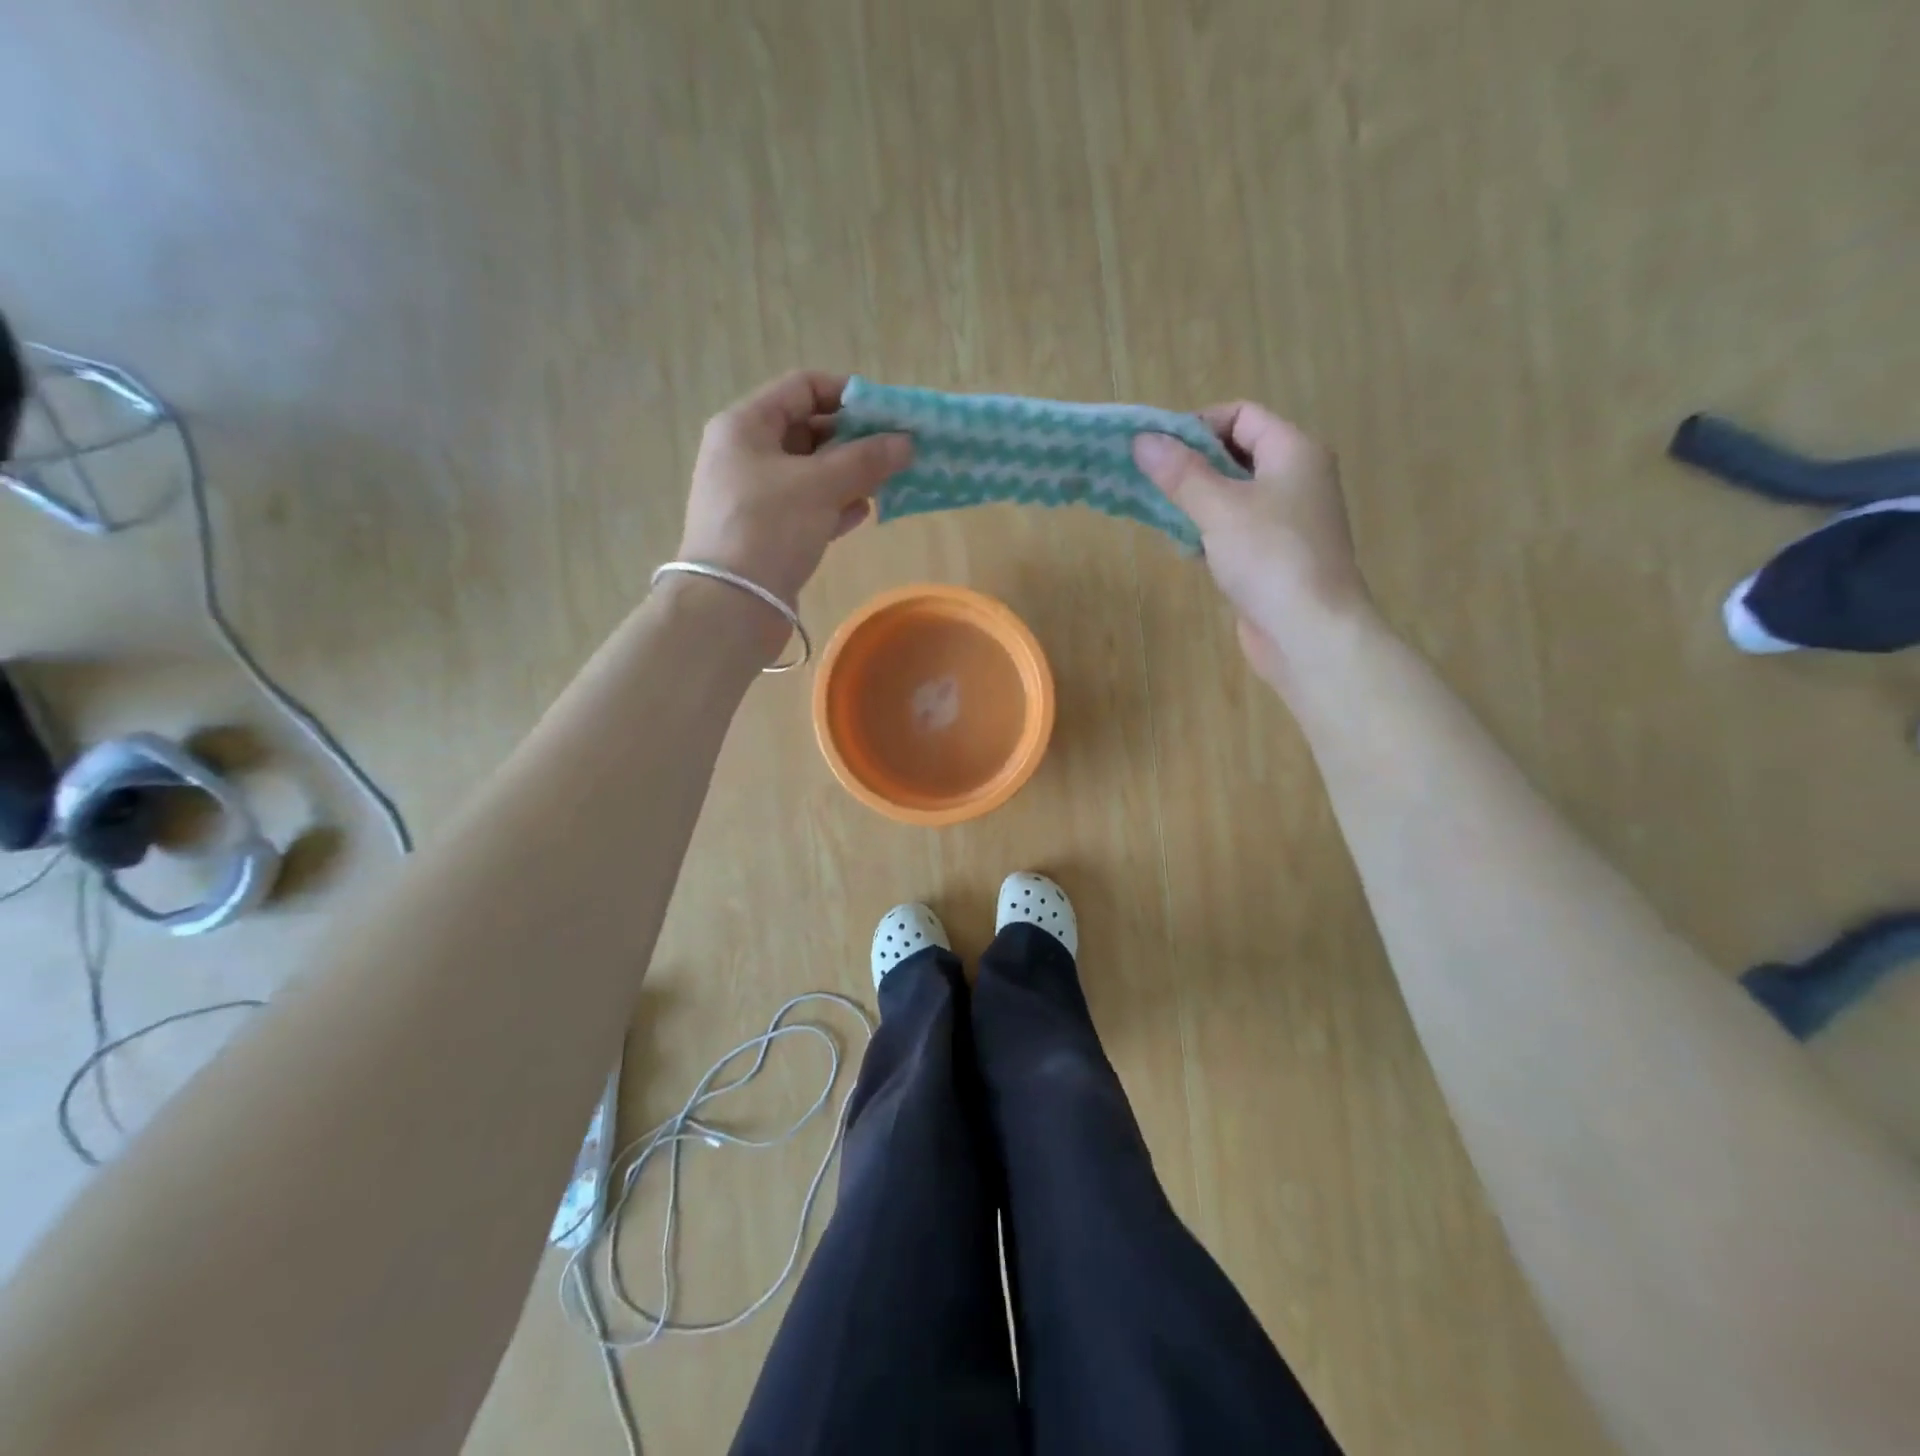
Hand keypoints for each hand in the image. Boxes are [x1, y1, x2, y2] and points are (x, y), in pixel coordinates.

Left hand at [678, 371, 912, 605]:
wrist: (731, 604)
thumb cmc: (769, 527)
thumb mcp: (821, 485)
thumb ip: (866, 459)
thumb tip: (906, 442)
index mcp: (746, 425)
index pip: (802, 388)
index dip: (847, 394)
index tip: (887, 413)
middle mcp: (745, 453)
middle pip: (808, 431)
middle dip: (854, 440)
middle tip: (896, 452)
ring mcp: (754, 495)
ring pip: (811, 472)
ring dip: (849, 474)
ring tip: (888, 483)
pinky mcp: (766, 532)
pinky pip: (807, 507)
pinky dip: (835, 505)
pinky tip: (863, 513)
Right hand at [1133, 403, 1374, 685]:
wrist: (1309, 632)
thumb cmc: (1269, 558)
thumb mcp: (1219, 508)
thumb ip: (1180, 473)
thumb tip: (1143, 440)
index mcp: (1294, 452)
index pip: (1242, 415)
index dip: (1198, 425)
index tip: (1157, 450)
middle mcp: (1296, 479)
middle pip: (1236, 454)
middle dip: (1190, 465)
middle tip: (1148, 481)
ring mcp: (1286, 521)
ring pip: (1232, 496)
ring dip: (1195, 501)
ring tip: (1158, 513)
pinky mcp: (1273, 558)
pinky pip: (1235, 531)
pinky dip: (1208, 533)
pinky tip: (1183, 549)